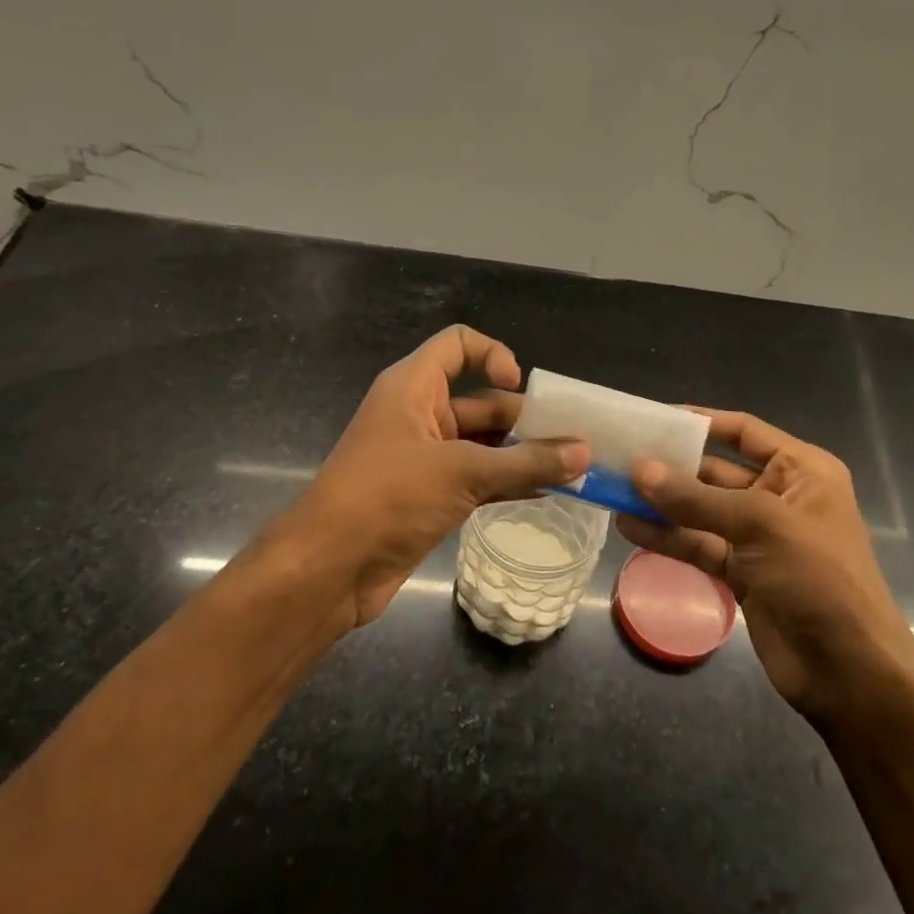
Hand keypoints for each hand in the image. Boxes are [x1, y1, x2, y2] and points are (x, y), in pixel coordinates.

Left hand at [252, 325, 589, 629]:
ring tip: (571, 469)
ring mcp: (425, 458)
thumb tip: (584, 452)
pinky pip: (479, 478)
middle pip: (482, 401)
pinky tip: (547, 493)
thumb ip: (526, 462)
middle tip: (573, 441)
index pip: (458, 344)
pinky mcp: (430, 495)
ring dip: (523, 455)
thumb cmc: (388, 498)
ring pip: (484, 444)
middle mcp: (419, 414)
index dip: (493, 353)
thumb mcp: (461, 473)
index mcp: (413, 387)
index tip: (519, 385)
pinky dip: (509, 482)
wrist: (329, 570)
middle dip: (525, 419)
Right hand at [619, 410, 913, 723]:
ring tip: (614, 491)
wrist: (849, 671)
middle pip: (716, 471)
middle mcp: (780, 497)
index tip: (653, 418)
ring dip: (662, 504)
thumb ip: (696, 499)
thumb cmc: (818, 577)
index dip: (701, 422)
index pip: (744, 432)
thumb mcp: (761, 524)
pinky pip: (699, 545)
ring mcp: (759, 538)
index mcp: (802, 470)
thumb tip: (639, 471)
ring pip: (701, 511)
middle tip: (620, 458)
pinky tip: (629, 528)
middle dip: (672, 467)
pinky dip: (667, 537)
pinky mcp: (742, 573)